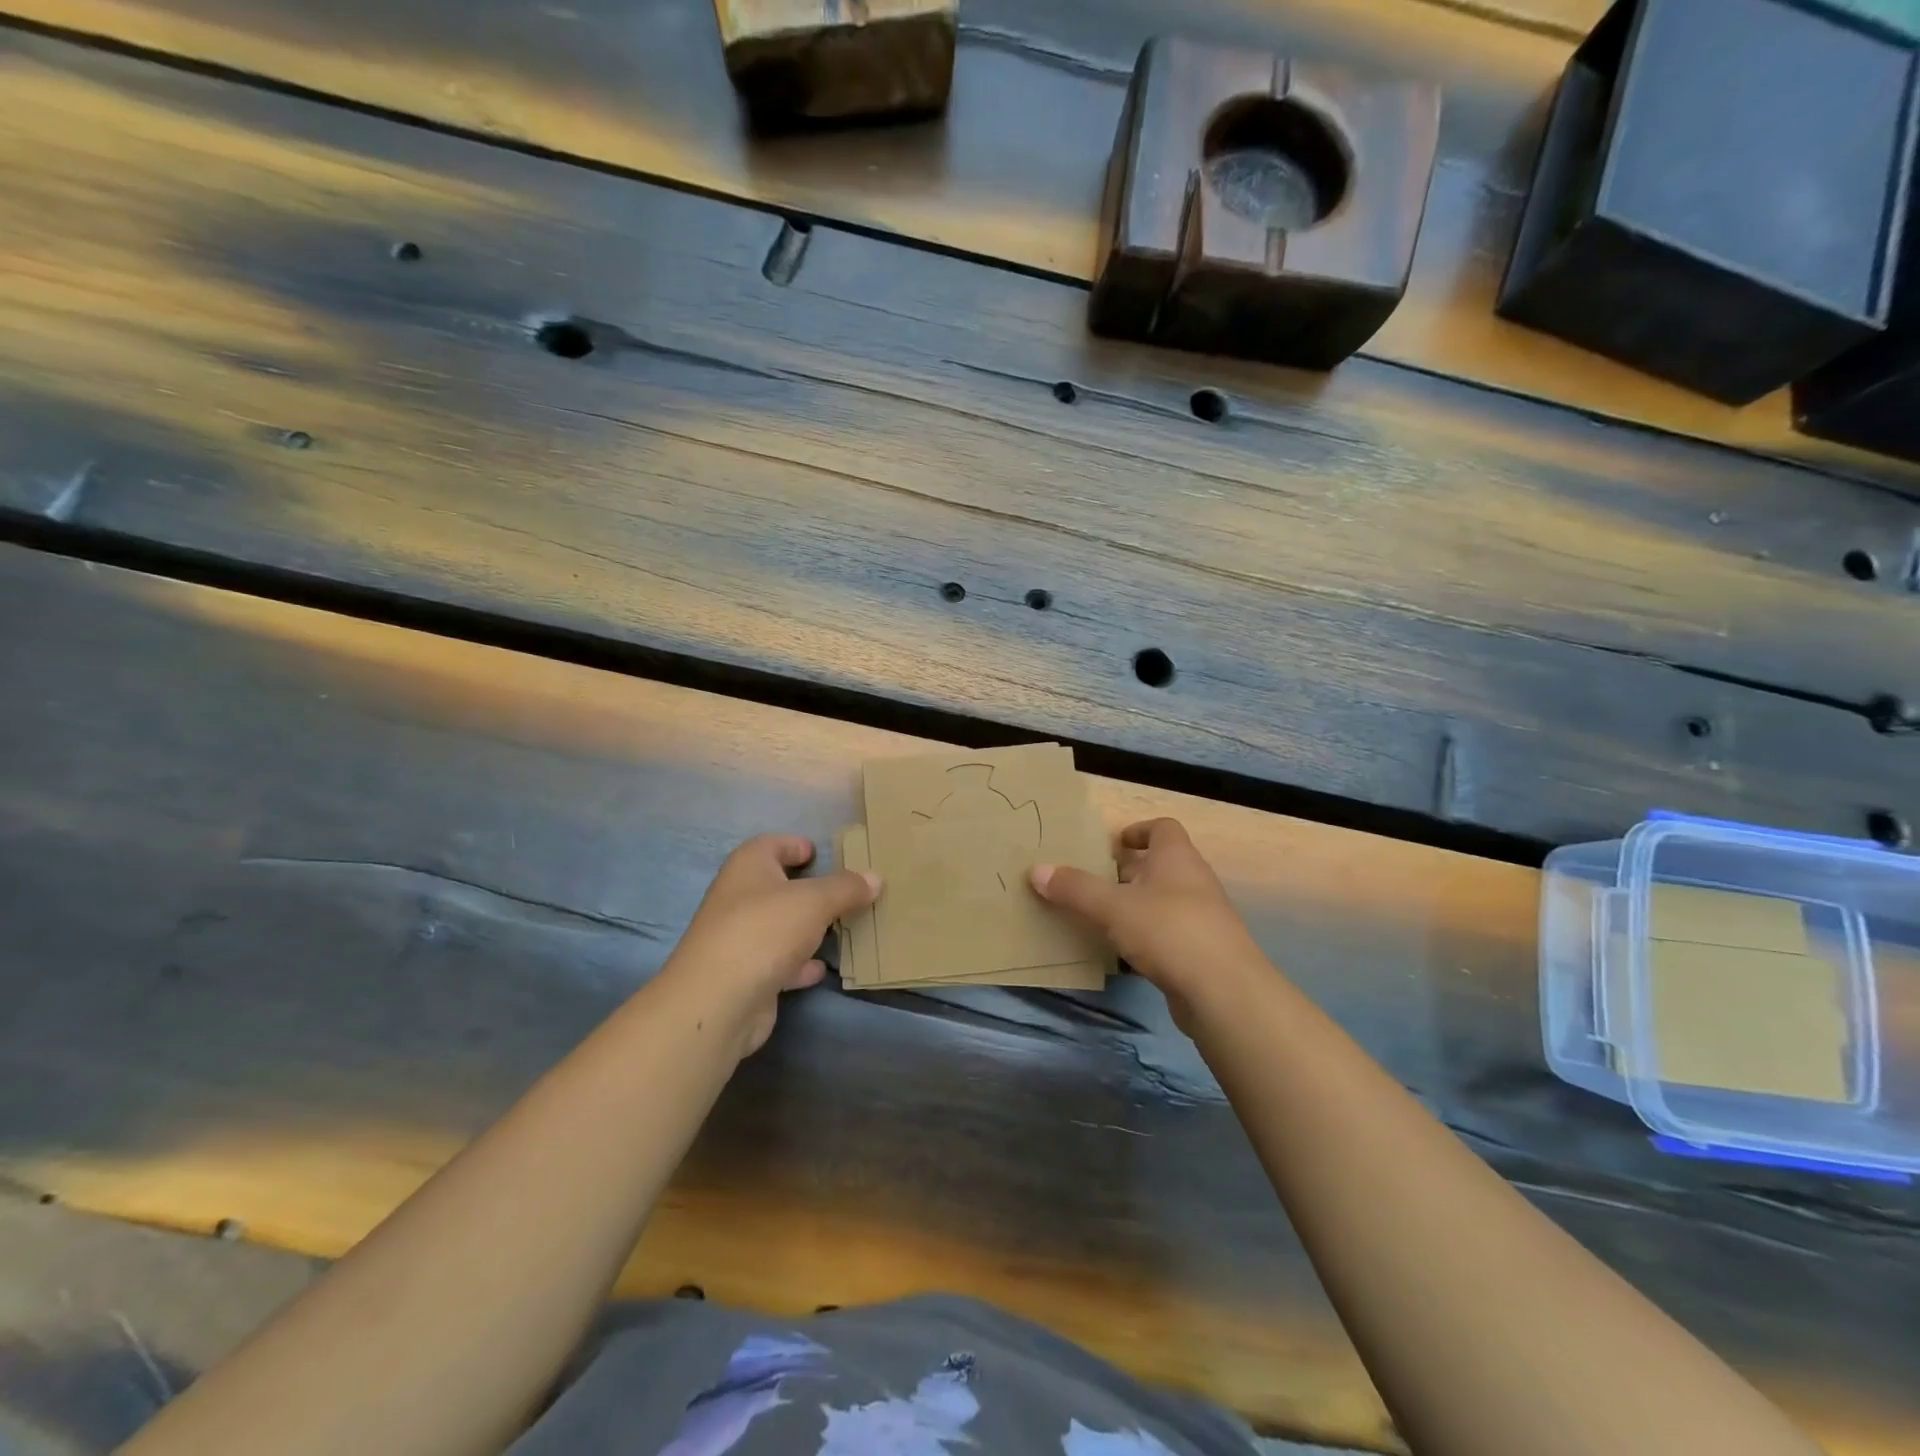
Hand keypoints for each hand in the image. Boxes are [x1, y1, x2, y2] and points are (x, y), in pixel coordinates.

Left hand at [661, 835, 879, 1058]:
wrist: (718, 1001)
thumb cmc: (765, 930)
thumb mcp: (815, 901)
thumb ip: (847, 888)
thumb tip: (875, 878)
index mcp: (748, 866)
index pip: (773, 844)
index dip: (796, 845)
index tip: (822, 854)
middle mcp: (739, 897)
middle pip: (778, 886)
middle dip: (809, 889)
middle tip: (845, 892)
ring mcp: (739, 938)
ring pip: (780, 925)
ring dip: (806, 927)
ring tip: (842, 928)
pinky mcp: (745, 975)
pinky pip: (779, 961)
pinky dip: (799, 964)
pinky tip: (821, 968)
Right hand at [1030, 818, 1264, 1029]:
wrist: (1224, 993)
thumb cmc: (1169, 931)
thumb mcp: (1113, 907)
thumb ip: (1075, 889)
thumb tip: (1036, 869)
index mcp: (1177, 858)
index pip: (1163, 828)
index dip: (1137, 831)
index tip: (1111, 845)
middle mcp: (1192, 882)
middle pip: (1157, 866)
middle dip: (1124, 872)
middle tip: (1088, 881)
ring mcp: (1200, 919)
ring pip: (1160, 902)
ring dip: (1132, 906)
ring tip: (1096, 916)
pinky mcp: (1199, 953)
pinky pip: (1165, 935)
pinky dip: (1142, 938)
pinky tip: (1119, 954)